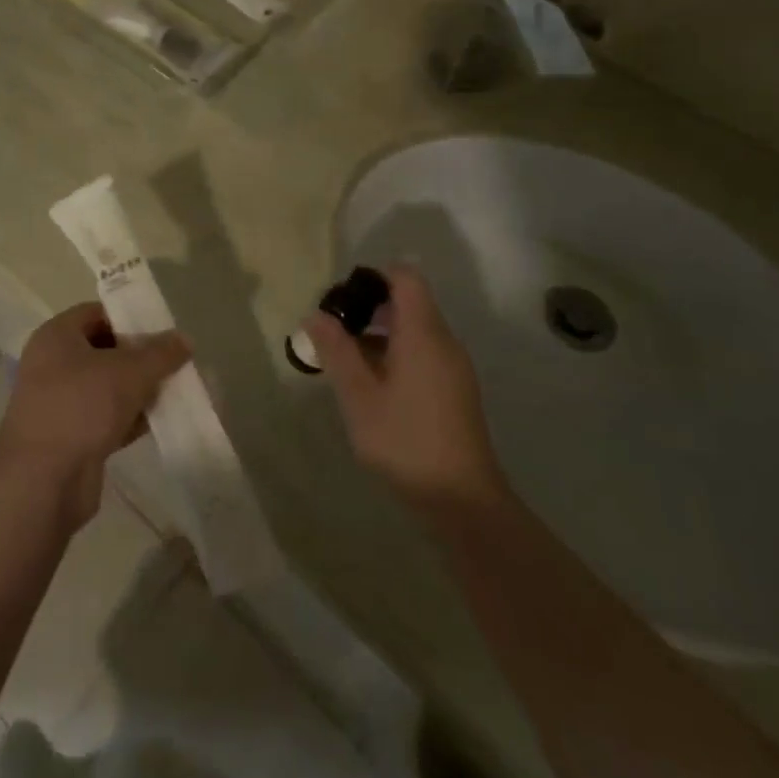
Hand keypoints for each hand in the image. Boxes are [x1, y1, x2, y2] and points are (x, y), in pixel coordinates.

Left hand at [0, 303, 189, 528]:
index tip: (161, 328)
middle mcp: (53, 364)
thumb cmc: (81, 406)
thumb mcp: (129, 372)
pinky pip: (106, 418)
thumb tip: (184, 339)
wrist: (42, 481)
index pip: (97, 313)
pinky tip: (161, 422)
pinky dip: (130, 418)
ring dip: (139, 390)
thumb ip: (160, 353)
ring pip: (107, 387)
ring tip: (176, 390)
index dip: (129, 317)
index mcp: (57, 336)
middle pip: (104, 350)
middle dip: (140, 357)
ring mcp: (60, 403)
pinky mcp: (70, 437)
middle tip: (173, 361)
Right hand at [306, 265, 508, 518]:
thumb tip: (315, 315)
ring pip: (416, 329)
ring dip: (381, 334)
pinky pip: (424, 352)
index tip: (343, 297)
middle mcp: (444, 341)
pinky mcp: (456, 389)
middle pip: (410, 302)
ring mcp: (454, 367)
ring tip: (347, 361)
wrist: (463, 501)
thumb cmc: (406, 442)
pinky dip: (397, 353)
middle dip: (370, 308)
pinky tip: (373, 386)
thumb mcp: (358, 397)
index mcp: (423, 334)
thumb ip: (336, 351)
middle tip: (335, 331)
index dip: (374, 276)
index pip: (405, 277)